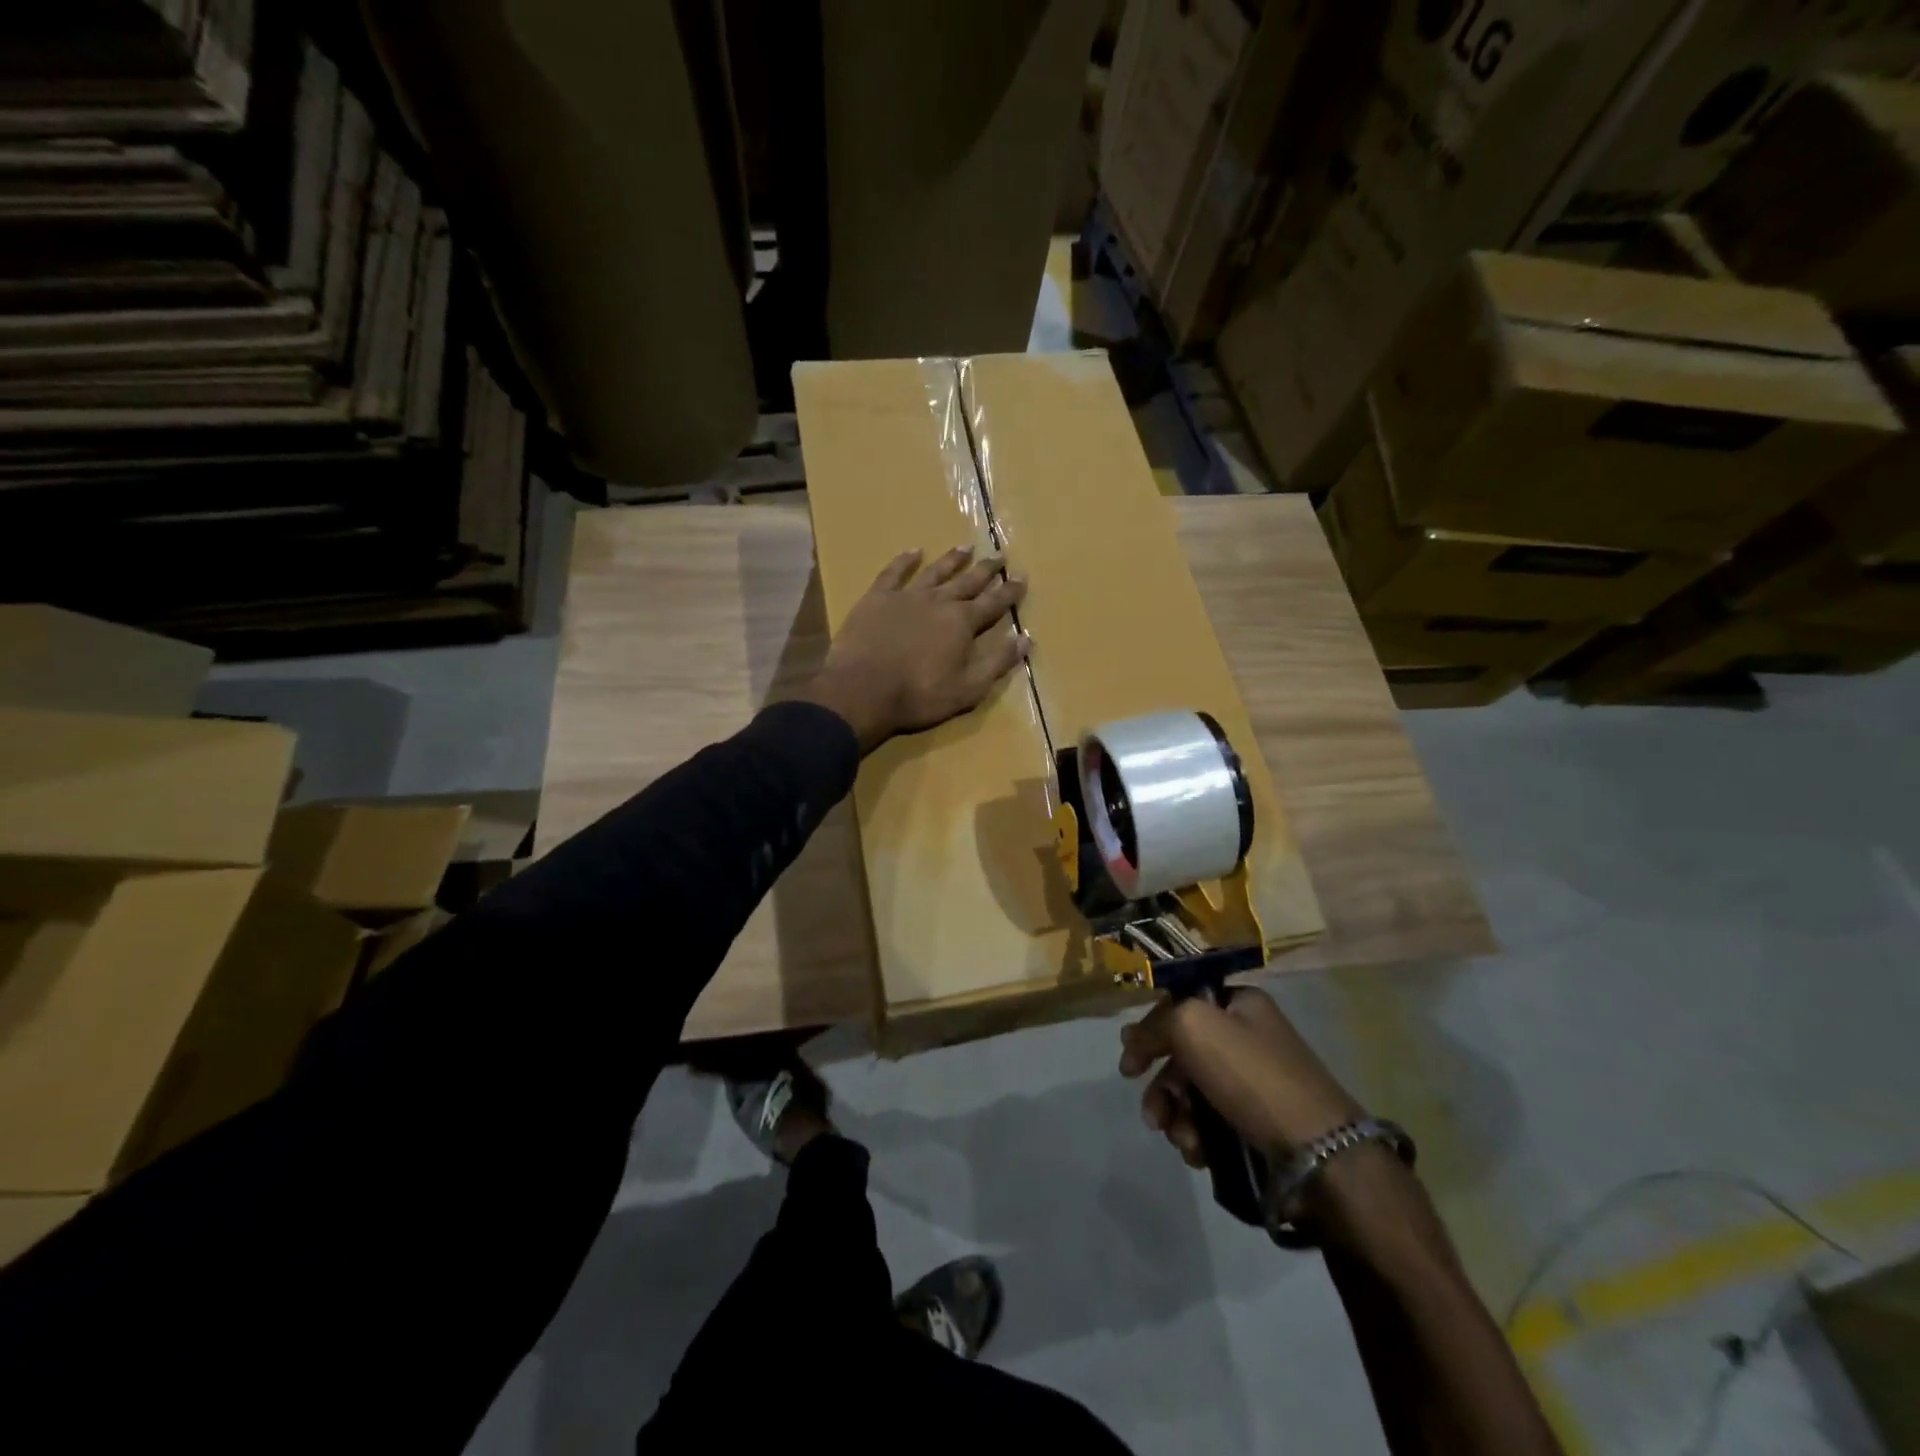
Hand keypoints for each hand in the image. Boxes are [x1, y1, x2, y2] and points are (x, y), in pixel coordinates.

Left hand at [799, 545, 1028, 752]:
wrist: (862, 689)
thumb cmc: (919, 695)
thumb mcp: (968, 688)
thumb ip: (997, 662)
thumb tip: (1025, 639)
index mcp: (963, 622)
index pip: (994, 602)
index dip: (1010, 591)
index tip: (1022, 577)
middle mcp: (939, 601)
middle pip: (968, 580)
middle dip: (986, 569)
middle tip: (1000, 554)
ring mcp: (906, 596)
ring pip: (935, 571)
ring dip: (952, 559)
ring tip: (965, 547)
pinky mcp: (877, 598)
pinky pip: (894, 572)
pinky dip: (905, 560)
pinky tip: (914, 551)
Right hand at [1119, 988, 1366, 1167]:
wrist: (1320, 1153)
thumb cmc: (1252, 1076)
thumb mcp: (1193, 1026)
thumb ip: (1155, 1024)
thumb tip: (1134, 1041)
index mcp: (1239, 1003)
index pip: (1179, 1005)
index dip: (1149, 1031)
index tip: (1130, 1066)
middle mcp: (1248, 1037)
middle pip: (1183, 1055)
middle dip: (1162, 1087)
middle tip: (1153, 1115)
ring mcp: (1255, 1083)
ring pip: (1194, 1094)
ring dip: (1177, 1117)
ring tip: (1184, 1141)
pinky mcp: (1260, 1124)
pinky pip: (1213, 1124)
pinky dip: (1199, 1138)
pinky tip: (1200, 1154)